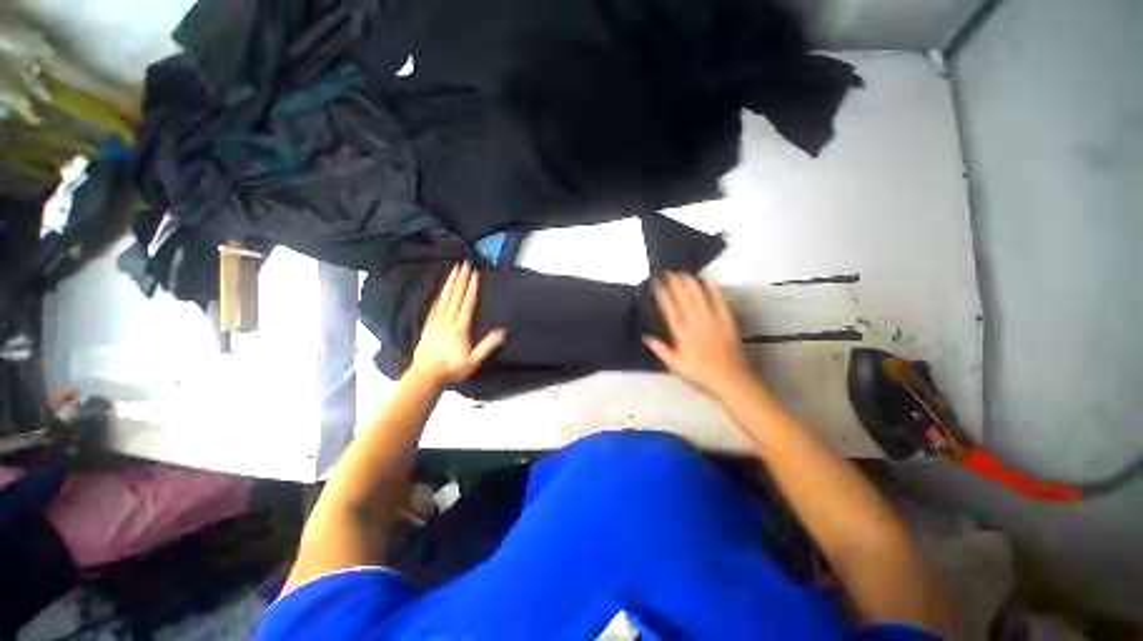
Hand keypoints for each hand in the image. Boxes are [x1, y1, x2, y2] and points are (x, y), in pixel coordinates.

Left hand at [410, 263, 505, 383]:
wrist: (426, 376)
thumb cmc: (452, 369)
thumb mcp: (473, 361)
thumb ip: (487, 346)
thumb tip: (502, 332)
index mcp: (460, 328)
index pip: (467, 303)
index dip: (471, 288)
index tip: (474, 274)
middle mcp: (448, 321)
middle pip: (455, 296)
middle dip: (461, 279)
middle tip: (464, 264)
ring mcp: (436, 322)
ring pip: (444, 298)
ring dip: (450, 283)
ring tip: (454, 270)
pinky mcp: (428, 325)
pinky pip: (434, 306)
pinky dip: (439, 295)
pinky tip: (441, 289)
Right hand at [644, 273, 756, 396]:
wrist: (730, 379)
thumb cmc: (700, 374)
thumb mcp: (676, 365)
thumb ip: (661, 350)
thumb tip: (647, 337)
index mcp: (681, 333)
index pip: (669, 310)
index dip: (663, 295)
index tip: (657, 283)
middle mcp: (695, 323)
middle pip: (683, 300)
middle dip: (676, 285)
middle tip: (670, 272)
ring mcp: (712, 321)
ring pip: (700, 299)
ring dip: (692, 285)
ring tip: (685, 274)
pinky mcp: (727, 322)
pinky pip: (720, 304)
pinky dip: (715, 292)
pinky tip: (710, 282)